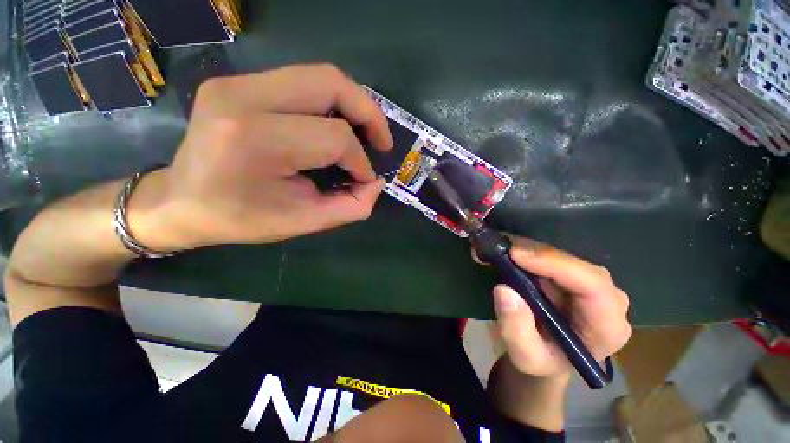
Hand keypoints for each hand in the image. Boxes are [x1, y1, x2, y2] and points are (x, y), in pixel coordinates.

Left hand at [135, 64, 393, 249]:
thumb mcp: (302, 223)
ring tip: (366, 132)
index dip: (360, 161)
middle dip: (369, 113)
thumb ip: (350, 207)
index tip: (365, 181)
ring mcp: (239, 82)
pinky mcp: (240, 82)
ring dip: (354, 104)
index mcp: (256, 140)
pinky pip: (304, 82)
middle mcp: (244, 97)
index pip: (334, 137)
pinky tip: (338, 125)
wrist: (179, 200)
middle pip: (331, 84)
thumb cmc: (239, 218)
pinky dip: (332, 103)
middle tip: (382, 142)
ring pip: (320, 76)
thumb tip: (377, 183)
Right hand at [490, 237, 631, 379]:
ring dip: (526, 249)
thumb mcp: (525, 357)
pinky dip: (526, 251)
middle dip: (534, 253)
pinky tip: (506, 250)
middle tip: (499, 248)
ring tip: (496, 247)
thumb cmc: (542, 361)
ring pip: (561, 256)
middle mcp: (607, 300)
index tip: (516, 255)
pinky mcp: (572, 276)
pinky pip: (551, 257)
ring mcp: (590, 285)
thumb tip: (504, 290)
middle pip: (575, 265)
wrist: (547, 357)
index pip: (592, 285)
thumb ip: (516, 330)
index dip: (555, 264)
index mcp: (607, 326)